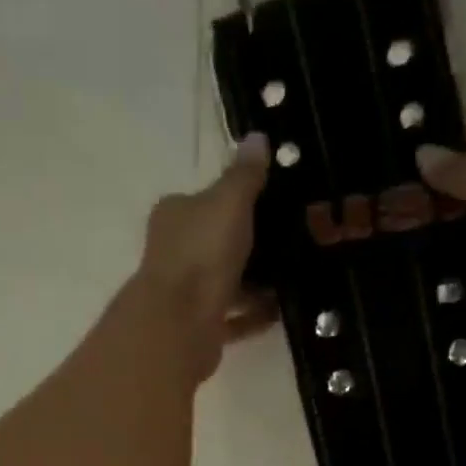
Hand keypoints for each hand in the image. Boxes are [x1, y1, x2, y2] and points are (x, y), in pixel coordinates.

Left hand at [136, 132, 275, 381]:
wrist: (179, 324)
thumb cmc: (202, 253)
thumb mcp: (229, 202)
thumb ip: (244, 174)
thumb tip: (257, 137)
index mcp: (174, 215)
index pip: (204, 200)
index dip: (234, 201)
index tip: (270, 207)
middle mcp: (173, 252)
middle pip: (215, 243)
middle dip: (248, 245)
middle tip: (290, 244)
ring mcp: (183, 293)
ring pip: (224, 283)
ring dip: (254, 284)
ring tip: (292, 279)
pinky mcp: (196, 328)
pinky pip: (232, 318)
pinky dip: (253, 315)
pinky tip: (280, 312)